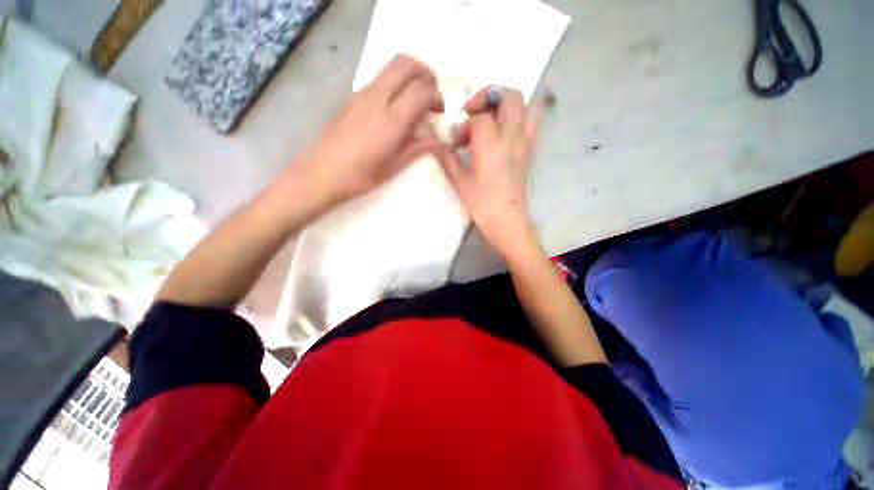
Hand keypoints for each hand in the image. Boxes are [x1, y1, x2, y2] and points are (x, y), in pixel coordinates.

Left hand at [300, 55, 444, 204]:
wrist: (321, 173)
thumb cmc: (360, 177)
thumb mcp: (393, 167)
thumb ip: (417, 148)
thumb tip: (438, 141)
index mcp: (390, 121)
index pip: (421, 91)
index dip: (436, 97)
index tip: (439, 112)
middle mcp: (376, 99)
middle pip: (406, 65)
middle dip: (426, 74)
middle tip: (432, 96)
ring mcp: (362, 95)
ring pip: (391, 66)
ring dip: (411, 75)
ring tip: (417, 99)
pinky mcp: (353, 97)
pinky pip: (380, 78)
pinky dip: (396, 82)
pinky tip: (397, 107)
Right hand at [439, 87, 541, 254]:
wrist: (507, 219)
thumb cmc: (481, 203)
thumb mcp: (459, 182)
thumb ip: (447, 160)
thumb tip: (437, 146)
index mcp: (491, 144)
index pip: (480, 117)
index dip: (465, 125)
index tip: (457, 142)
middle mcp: (512, 137)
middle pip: (510, 97)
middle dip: (490, 96)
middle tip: (475, 111)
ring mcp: (525, 143)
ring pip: (527, 106)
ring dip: (508, 104)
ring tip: (493, 117)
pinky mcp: (530, 151)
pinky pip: (532, 122)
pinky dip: (520, 117)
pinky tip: (505, 132)